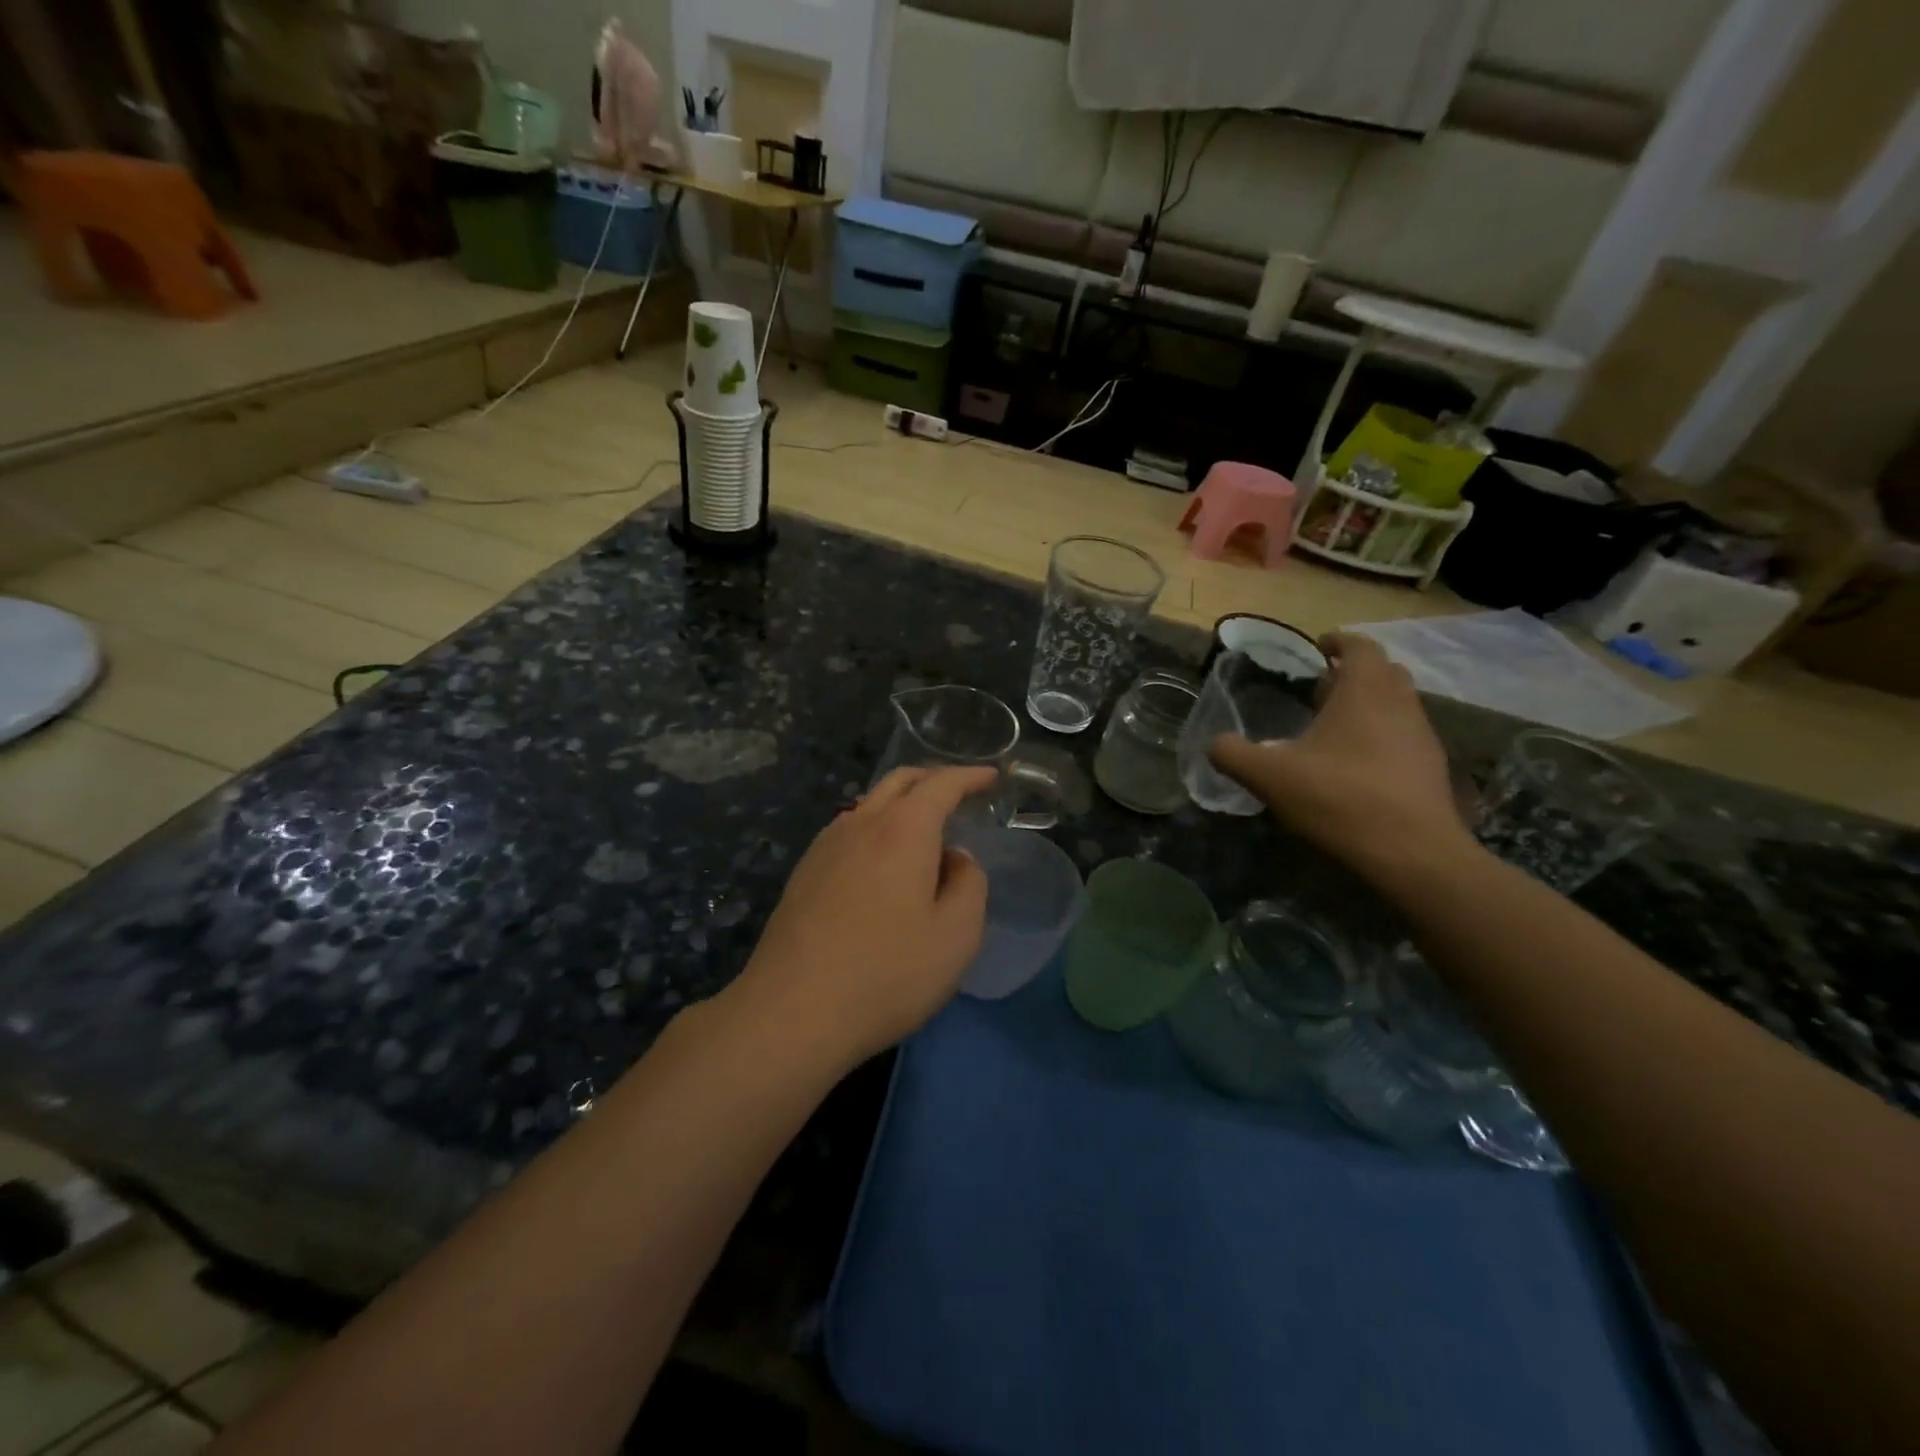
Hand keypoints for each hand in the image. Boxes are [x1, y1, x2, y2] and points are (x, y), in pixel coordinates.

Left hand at [730, 766, 992, 1068]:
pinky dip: (877, 828)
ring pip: (870, 804)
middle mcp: (861, 823)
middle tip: (960, 794)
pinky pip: (849, 830)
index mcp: (903, 830)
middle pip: (900, 781)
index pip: (941, 784)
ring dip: (902, 804)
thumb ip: (969, 885)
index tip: (991, 778)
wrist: (791, 1012)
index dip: (970, 777)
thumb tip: (957, 859)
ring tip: (924, 832)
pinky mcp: (804, 872)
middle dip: (933, 779)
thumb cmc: (886, 974)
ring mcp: (825, 845)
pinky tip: (882, 862)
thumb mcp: (956, 937)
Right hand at [1209, 631, 1473, 887]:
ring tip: (1333, 731)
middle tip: (1320, 691)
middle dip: (1353, 674)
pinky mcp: (1431, 771)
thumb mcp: (1269, 776)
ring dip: (1368, 708)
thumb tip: (1214, 744)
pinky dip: (1381, 739)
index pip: (1360, 646)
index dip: (1338, 641)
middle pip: (1383, 672)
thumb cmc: (1338, 797)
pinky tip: (1355, 769)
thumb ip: (1233, 754)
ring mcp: (1422, 737)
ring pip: (1397, 706)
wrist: (1412, 854)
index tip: (1318, 648)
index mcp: (1364, 691)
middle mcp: (1401, 704)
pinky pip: (1404, 738)